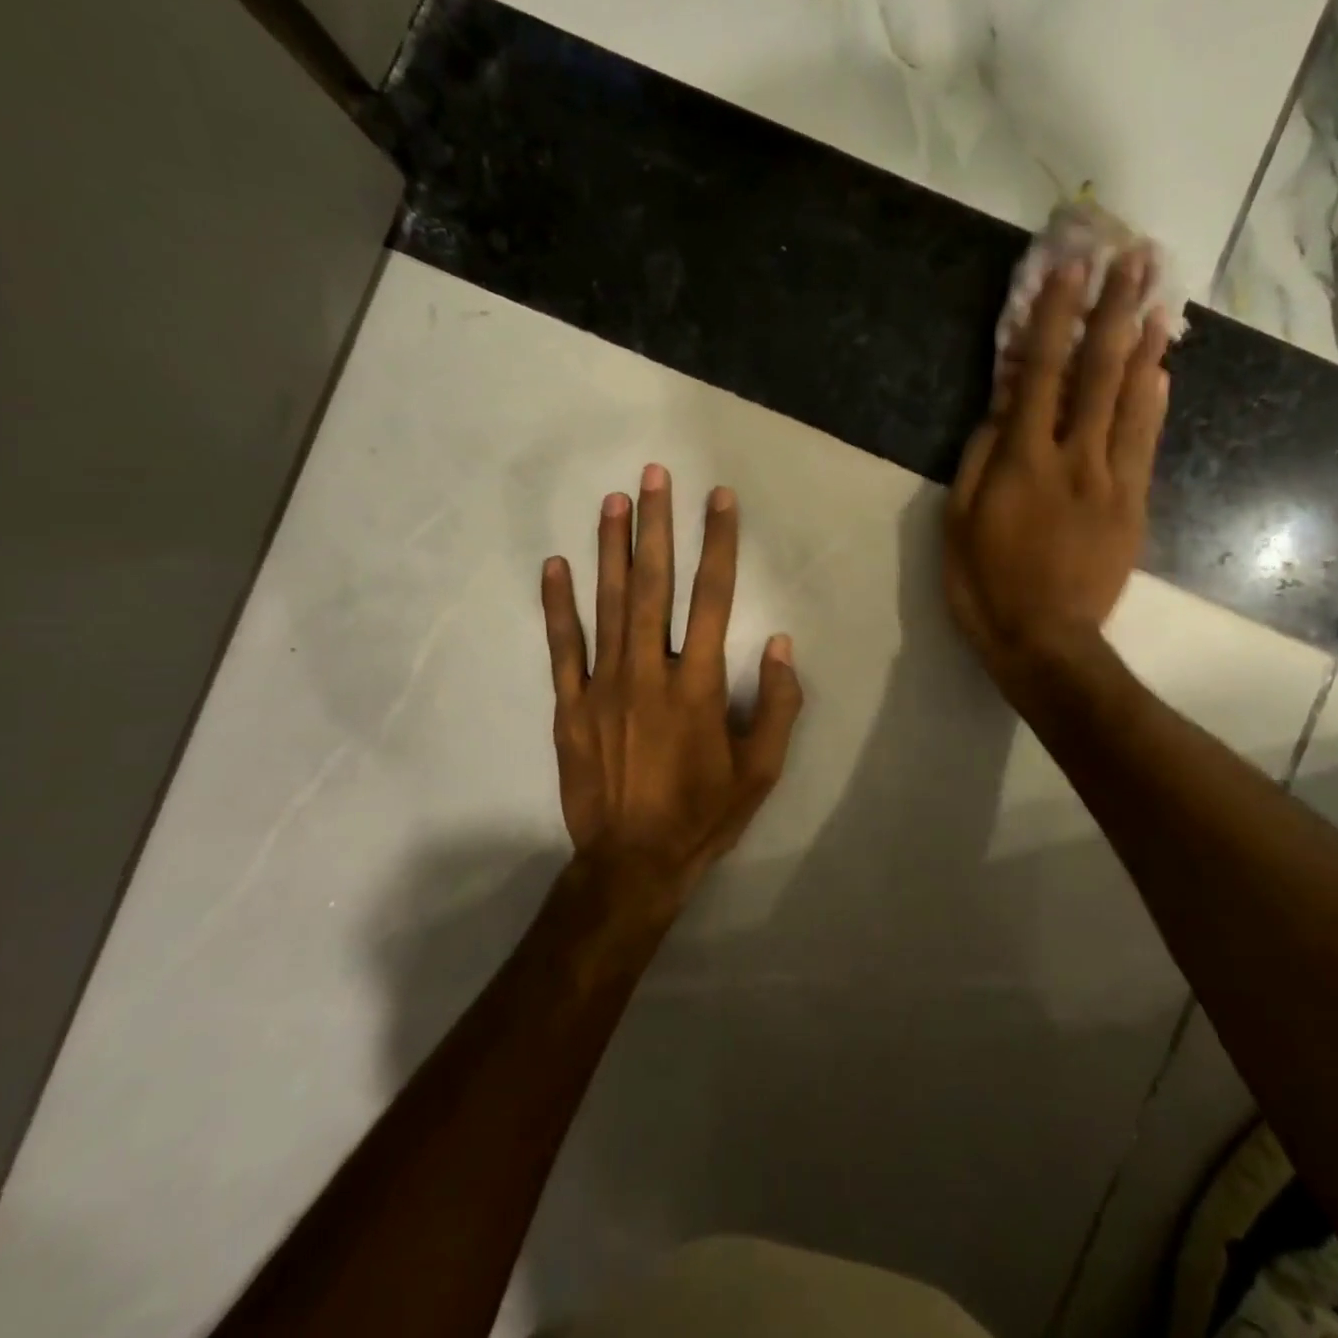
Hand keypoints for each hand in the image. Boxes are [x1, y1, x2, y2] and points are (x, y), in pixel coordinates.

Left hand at [541, 465, 802, 913]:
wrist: (631, 863)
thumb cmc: (703, 815)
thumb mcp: (761, 771)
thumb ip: (779, 705)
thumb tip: (781, 644)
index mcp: (699, 686)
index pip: (714, 597)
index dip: (719, 543)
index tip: (719, 499)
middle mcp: (649, 672)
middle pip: (654, 585)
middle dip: (658, 525)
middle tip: (655, 475)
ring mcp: (603, 687)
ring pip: (608, 604)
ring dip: (612, 548)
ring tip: (614, 500)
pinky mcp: (569, 707)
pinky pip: (562, 647)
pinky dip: (559, 605)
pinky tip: (556, 565)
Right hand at [945, 247, 1172, 686]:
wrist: (1046, 641)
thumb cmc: (986, 585)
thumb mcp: (959, 524)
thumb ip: (980, 460)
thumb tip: (1001, 410)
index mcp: (1023, 461)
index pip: (1040, 373)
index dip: (1053, 318)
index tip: (1067, 269)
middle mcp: (1074, 458)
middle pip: (1097, 373)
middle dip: (1112, 312)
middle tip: (1131, 260)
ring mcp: (1112, 481)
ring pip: (1131, 402)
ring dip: (1143, 346)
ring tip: (1157, 299)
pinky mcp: (1134, 506)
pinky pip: (1146, 445)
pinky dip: (1154, 404)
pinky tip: (1160, 373)